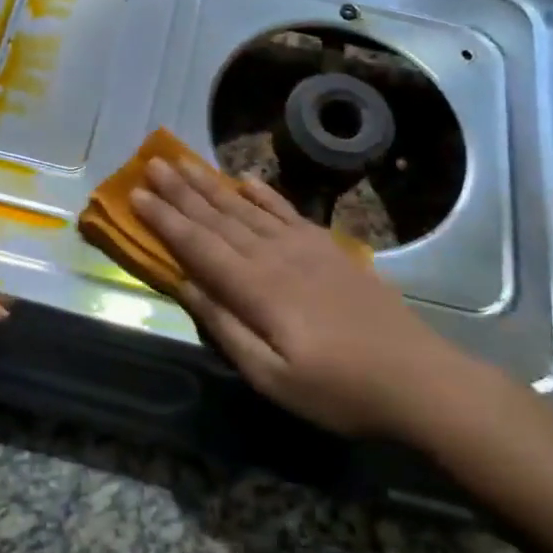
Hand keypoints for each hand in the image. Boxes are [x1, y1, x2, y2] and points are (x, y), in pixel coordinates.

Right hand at [130, 155, 486, 440]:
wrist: (418, 378)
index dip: (164, 220)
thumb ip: (225, 327)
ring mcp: (304, 247)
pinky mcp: (328, 248)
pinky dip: (262, 193)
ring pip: (246, 208)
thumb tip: (185, 285)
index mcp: (256, 289)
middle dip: (180, 191)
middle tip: (150, 164)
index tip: (134, 195)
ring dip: (211, 184)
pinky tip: (246, 180)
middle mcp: (274, 256)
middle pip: (217, 217)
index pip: (198, 246)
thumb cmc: (338, 390)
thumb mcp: (271, 377)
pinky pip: (286, 211)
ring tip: (183, 162)